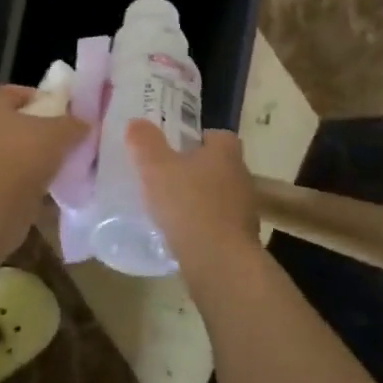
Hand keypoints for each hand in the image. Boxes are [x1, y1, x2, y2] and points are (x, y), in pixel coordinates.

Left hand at [0, 85, 88, 246]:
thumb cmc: (20, 159)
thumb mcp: (58, 134)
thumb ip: (73, 124)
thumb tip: (84, 123)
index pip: (14, 92)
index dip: (40, 97)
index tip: (63, 110)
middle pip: (12, 123)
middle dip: (38, 131)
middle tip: (64, 140)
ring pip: (9, 153)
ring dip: (30, 159)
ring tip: (58, 167)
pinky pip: (5, 178)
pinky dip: (22, 182)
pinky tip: (44, 190)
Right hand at [126, 120, 259, 271]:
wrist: (219, 260)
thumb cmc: (188, 204)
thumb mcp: (156, 168)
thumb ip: (145, 143)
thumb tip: (136, 122)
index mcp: (226, 152)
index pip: (218, 135)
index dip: (197, 139)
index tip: (176, 148)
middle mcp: (241, 175)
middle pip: (219, 165)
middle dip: (197, 169)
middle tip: (169, 176)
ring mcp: (246, 208)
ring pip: (221, 194)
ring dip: (202, 198)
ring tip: (173, 207)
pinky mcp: (242, 236)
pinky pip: (221, 222)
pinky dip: (205, 224)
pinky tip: (184, 233)